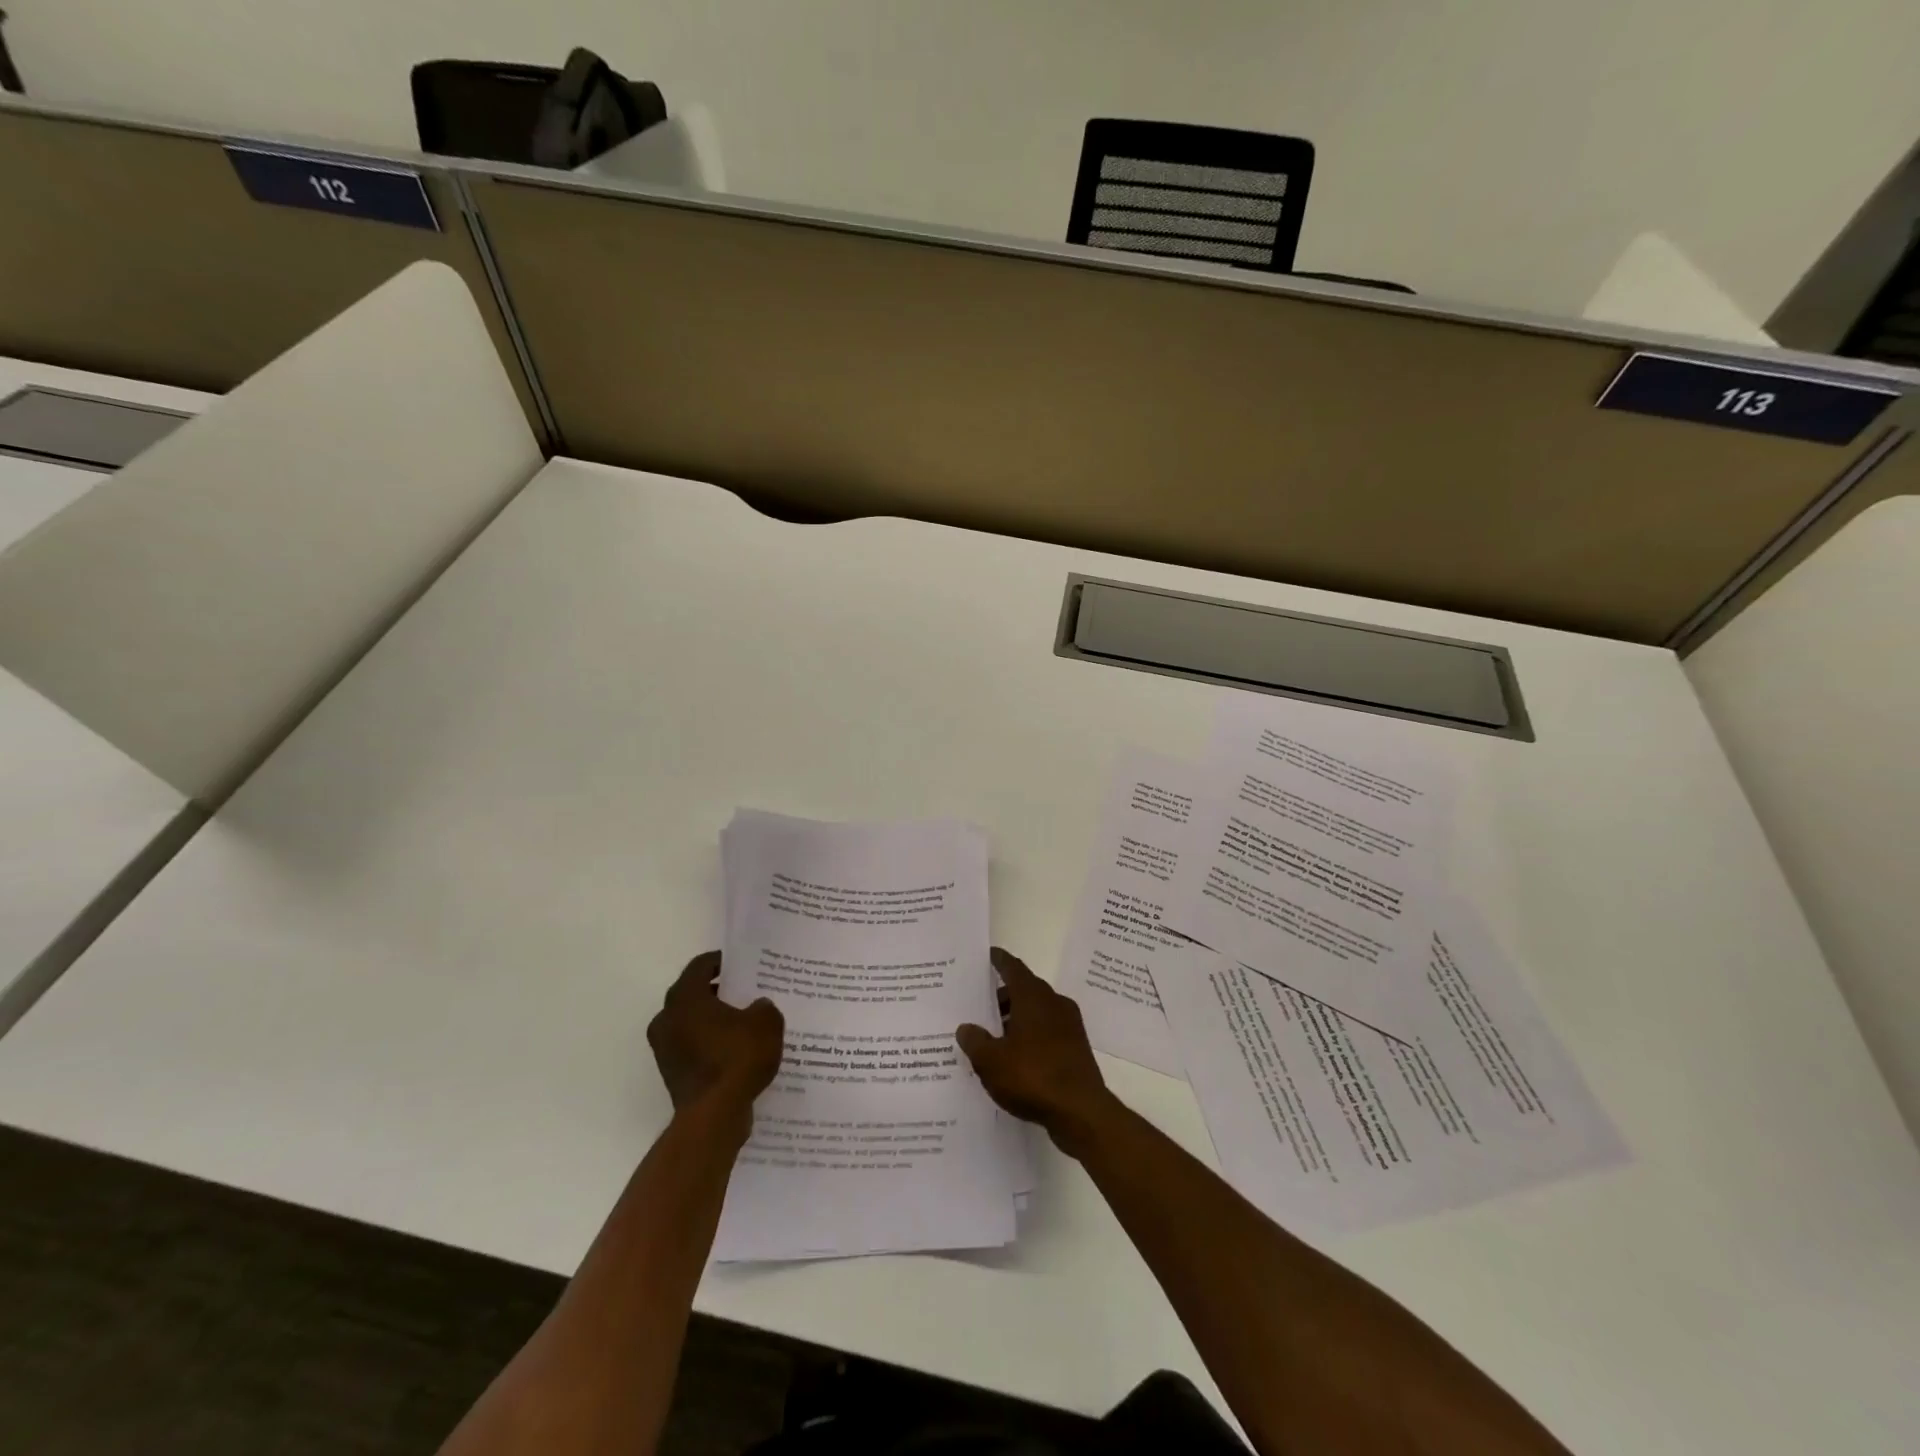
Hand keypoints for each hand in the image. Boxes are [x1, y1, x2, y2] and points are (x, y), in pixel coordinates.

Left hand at [647, 952, 785, 1114]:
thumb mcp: (766, 1022)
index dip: (722, 961)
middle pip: (694, 994)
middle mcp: (667, 1019)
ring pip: (692, 1023)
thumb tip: (756, 1007)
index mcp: (685, 998)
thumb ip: (763, 1006)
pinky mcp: (672, 1073)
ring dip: (714, 1020)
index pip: (701, 966)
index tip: (742, 964)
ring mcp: (665, 1049)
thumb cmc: (737, 1057)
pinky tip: (737, 1051)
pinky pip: (693, 1047)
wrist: (714, 1116)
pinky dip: (711, 1044)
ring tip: (745, 1023)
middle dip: (719, 992)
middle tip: (747, 992)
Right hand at [956, 947, 1118, 1158]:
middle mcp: (1054, 1004)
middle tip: (980, 1005)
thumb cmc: (1033, 1076)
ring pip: (1037, 1012)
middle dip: (1003, 996)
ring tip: (993, 1036)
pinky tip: (1015, 1057)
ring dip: (1017, 1019)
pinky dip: (1030, 1036)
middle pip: (1025, 990)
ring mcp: (1069, 1026)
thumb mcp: (991, 1061)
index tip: (988, 955)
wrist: (1081, 1112)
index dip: (999, 961)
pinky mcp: (1076, 1049)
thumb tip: (966, 1028)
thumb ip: (975, 1041)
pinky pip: (1047, 1032)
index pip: (1013, 968)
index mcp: (1033, 997)